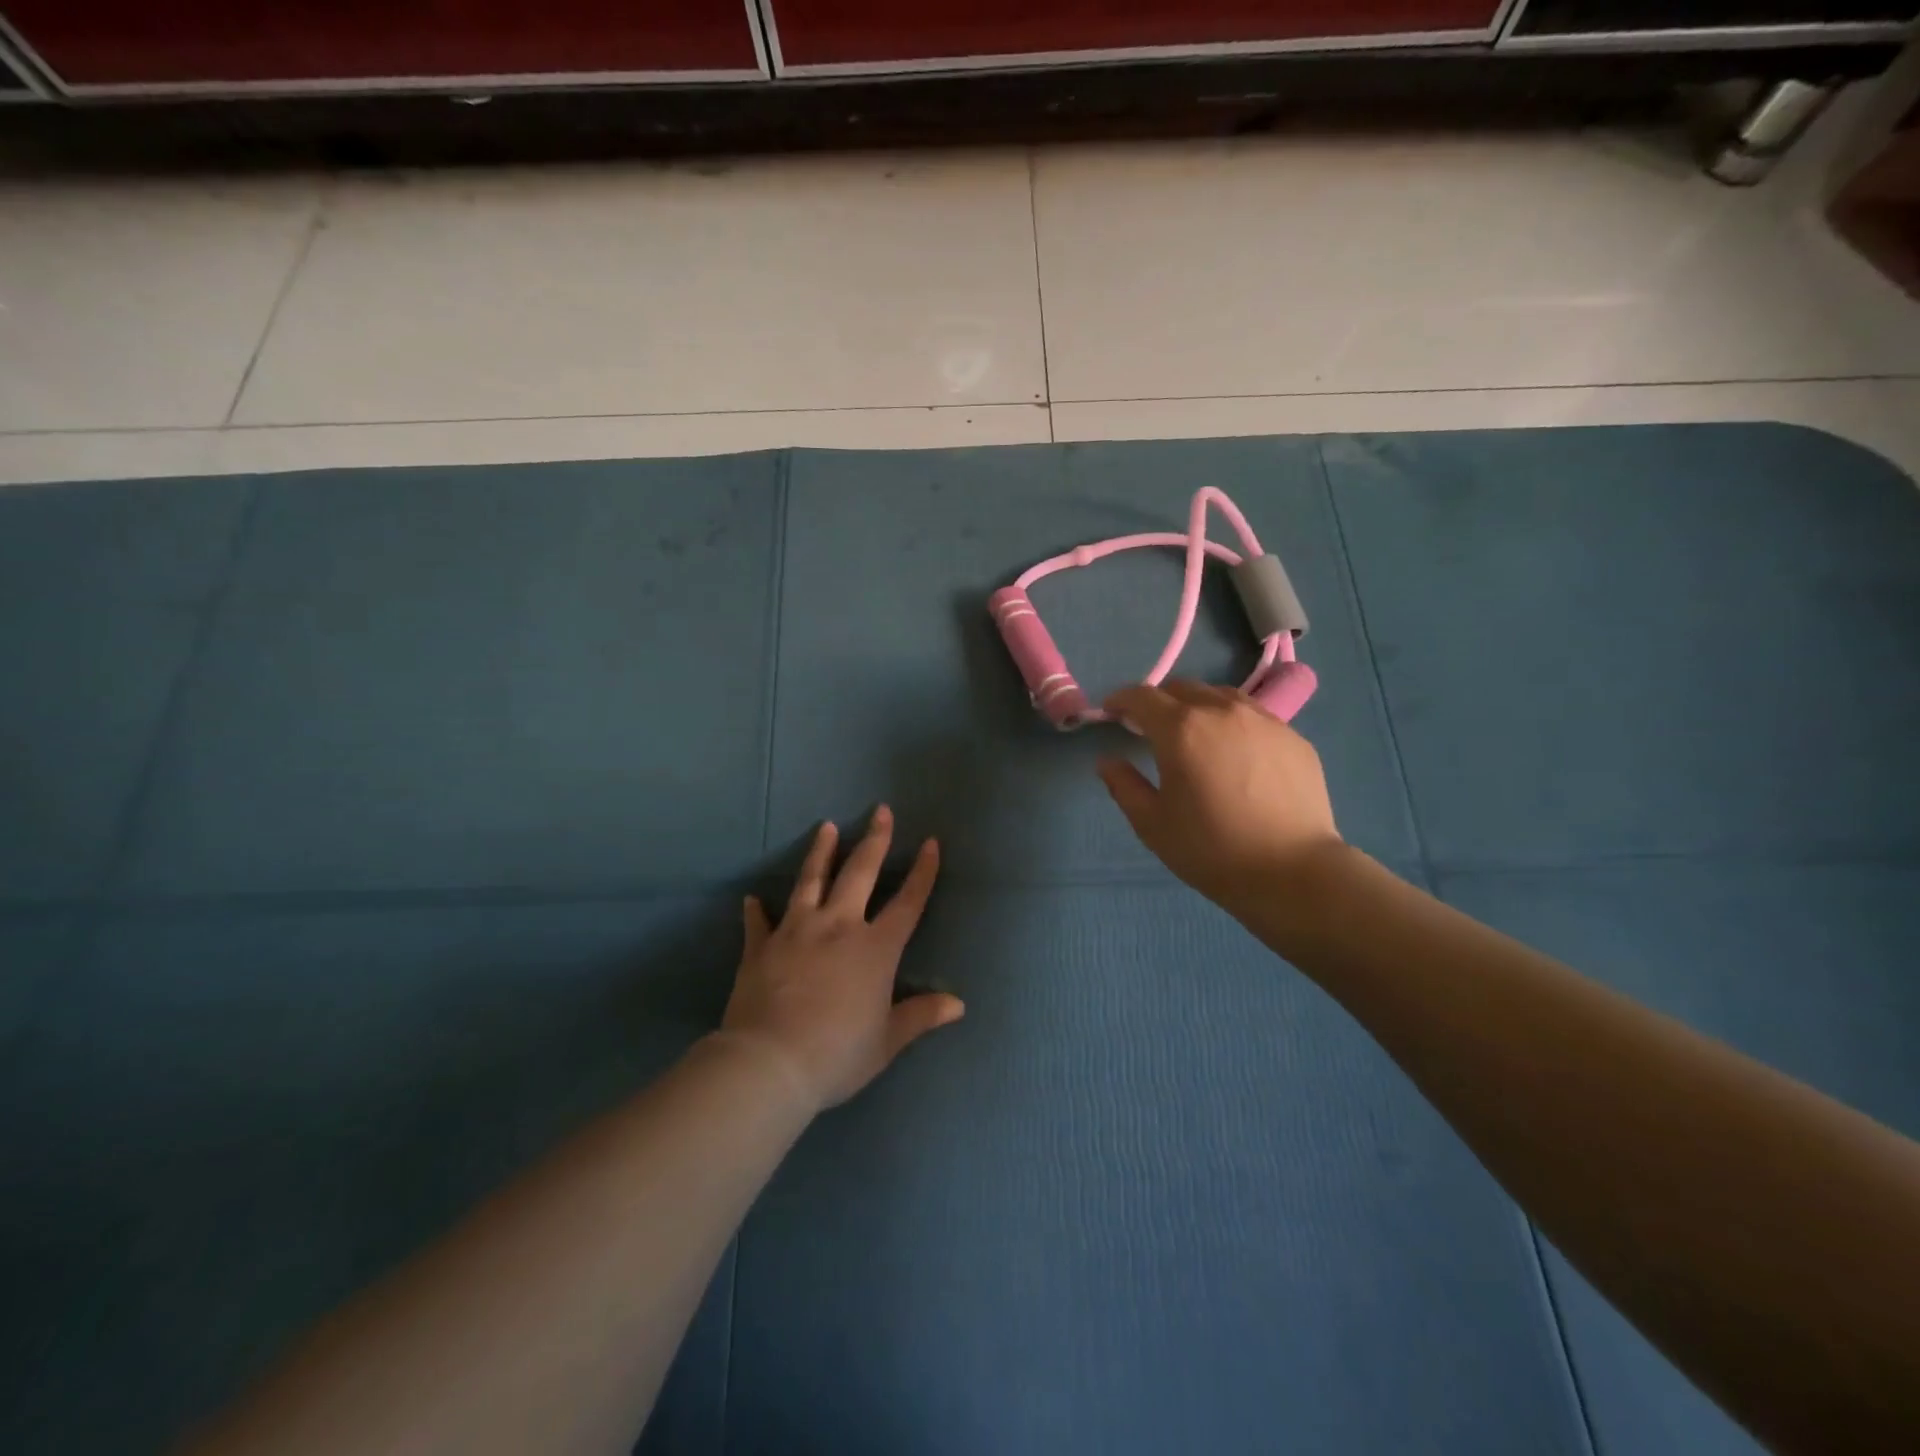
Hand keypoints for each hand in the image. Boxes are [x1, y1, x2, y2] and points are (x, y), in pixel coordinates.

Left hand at [720, 806, 963, 1112]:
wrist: (770, 1064)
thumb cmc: (837, 1054)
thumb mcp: (887, 1041)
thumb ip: (921, 1016)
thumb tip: (958, 1004)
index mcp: (875, 948)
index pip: (907, 902)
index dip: (922, 872)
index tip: (930, 842)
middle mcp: (838, 927)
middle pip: (859, 873)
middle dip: (874, 840)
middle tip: (880, 811)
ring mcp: (796, 931)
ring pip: (810, 880)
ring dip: (820, 852)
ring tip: (826, 826)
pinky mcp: (761, 947)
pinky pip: (759, 922)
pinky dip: (757, 910)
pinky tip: (752, 898)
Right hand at [1097, 681, 1345, 914]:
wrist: (1292, 871)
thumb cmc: (1211, 849)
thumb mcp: (1152, 824)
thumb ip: (1124, 786)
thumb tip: (1108, 761)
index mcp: (1181, 729)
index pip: (1142, 696)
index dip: (1120, 700)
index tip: (1111, 712)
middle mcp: (1222, 711)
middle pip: (1183, 688)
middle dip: (1159, 701)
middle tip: (1150, 727)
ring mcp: (1263, 721)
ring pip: (1221, 696)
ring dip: (1198, 706)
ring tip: (1195, 734)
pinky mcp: (1293, 737)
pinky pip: (1254, 717)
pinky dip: (1233, 723)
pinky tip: (1235, 754)